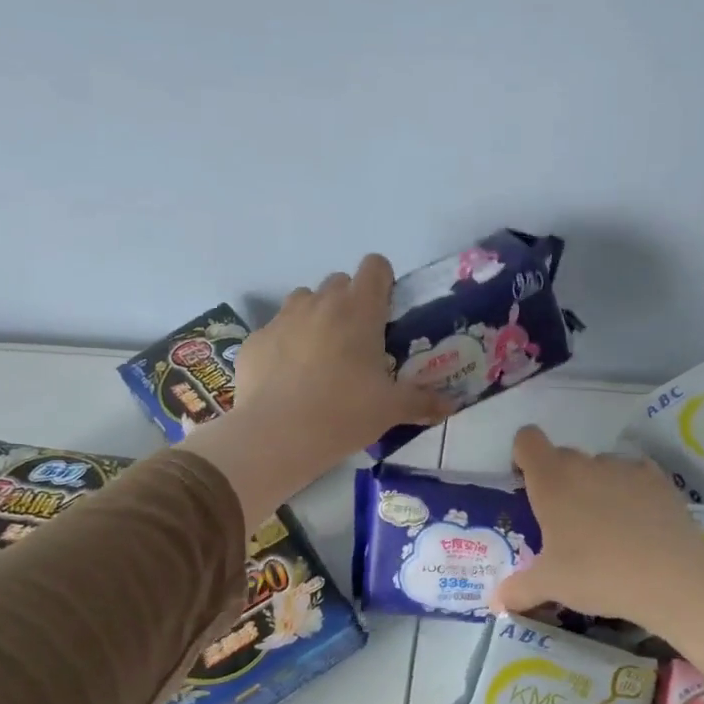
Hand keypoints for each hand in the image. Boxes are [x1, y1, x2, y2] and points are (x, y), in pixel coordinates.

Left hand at [185, 256, 449, 523]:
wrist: (276, 436)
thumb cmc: (344, 413)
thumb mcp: (391, 410)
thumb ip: (422, 402)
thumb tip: (450, 406)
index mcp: (359, 310)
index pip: (374, 266)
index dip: (383, 282)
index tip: (386, 313)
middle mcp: (319, 303)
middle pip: (338, 282)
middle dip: (349, 304)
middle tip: (357, 344)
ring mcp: (281, 319)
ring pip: (303, 302)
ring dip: (315, 319)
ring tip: (320, 359)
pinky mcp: (254, 341)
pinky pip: (275, 332)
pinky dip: (284, 347)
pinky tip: (287, 381)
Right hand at [493, 426, 703, 669]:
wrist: (670, 576)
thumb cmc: (596, 573)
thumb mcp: (550, 585)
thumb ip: (518, 589)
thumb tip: (496, 602)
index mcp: (551, 480)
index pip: (527, 440)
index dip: (522, 456)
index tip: (527, 485)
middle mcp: (586, 464)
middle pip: (563, 456)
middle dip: (558, 480)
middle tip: (563, 522)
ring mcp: (625, 468)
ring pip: (600, 467)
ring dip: (594, 486)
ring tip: (605, 528)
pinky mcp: (659, 480)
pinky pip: (635, 476)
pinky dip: (631, 492)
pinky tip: (638, 523)